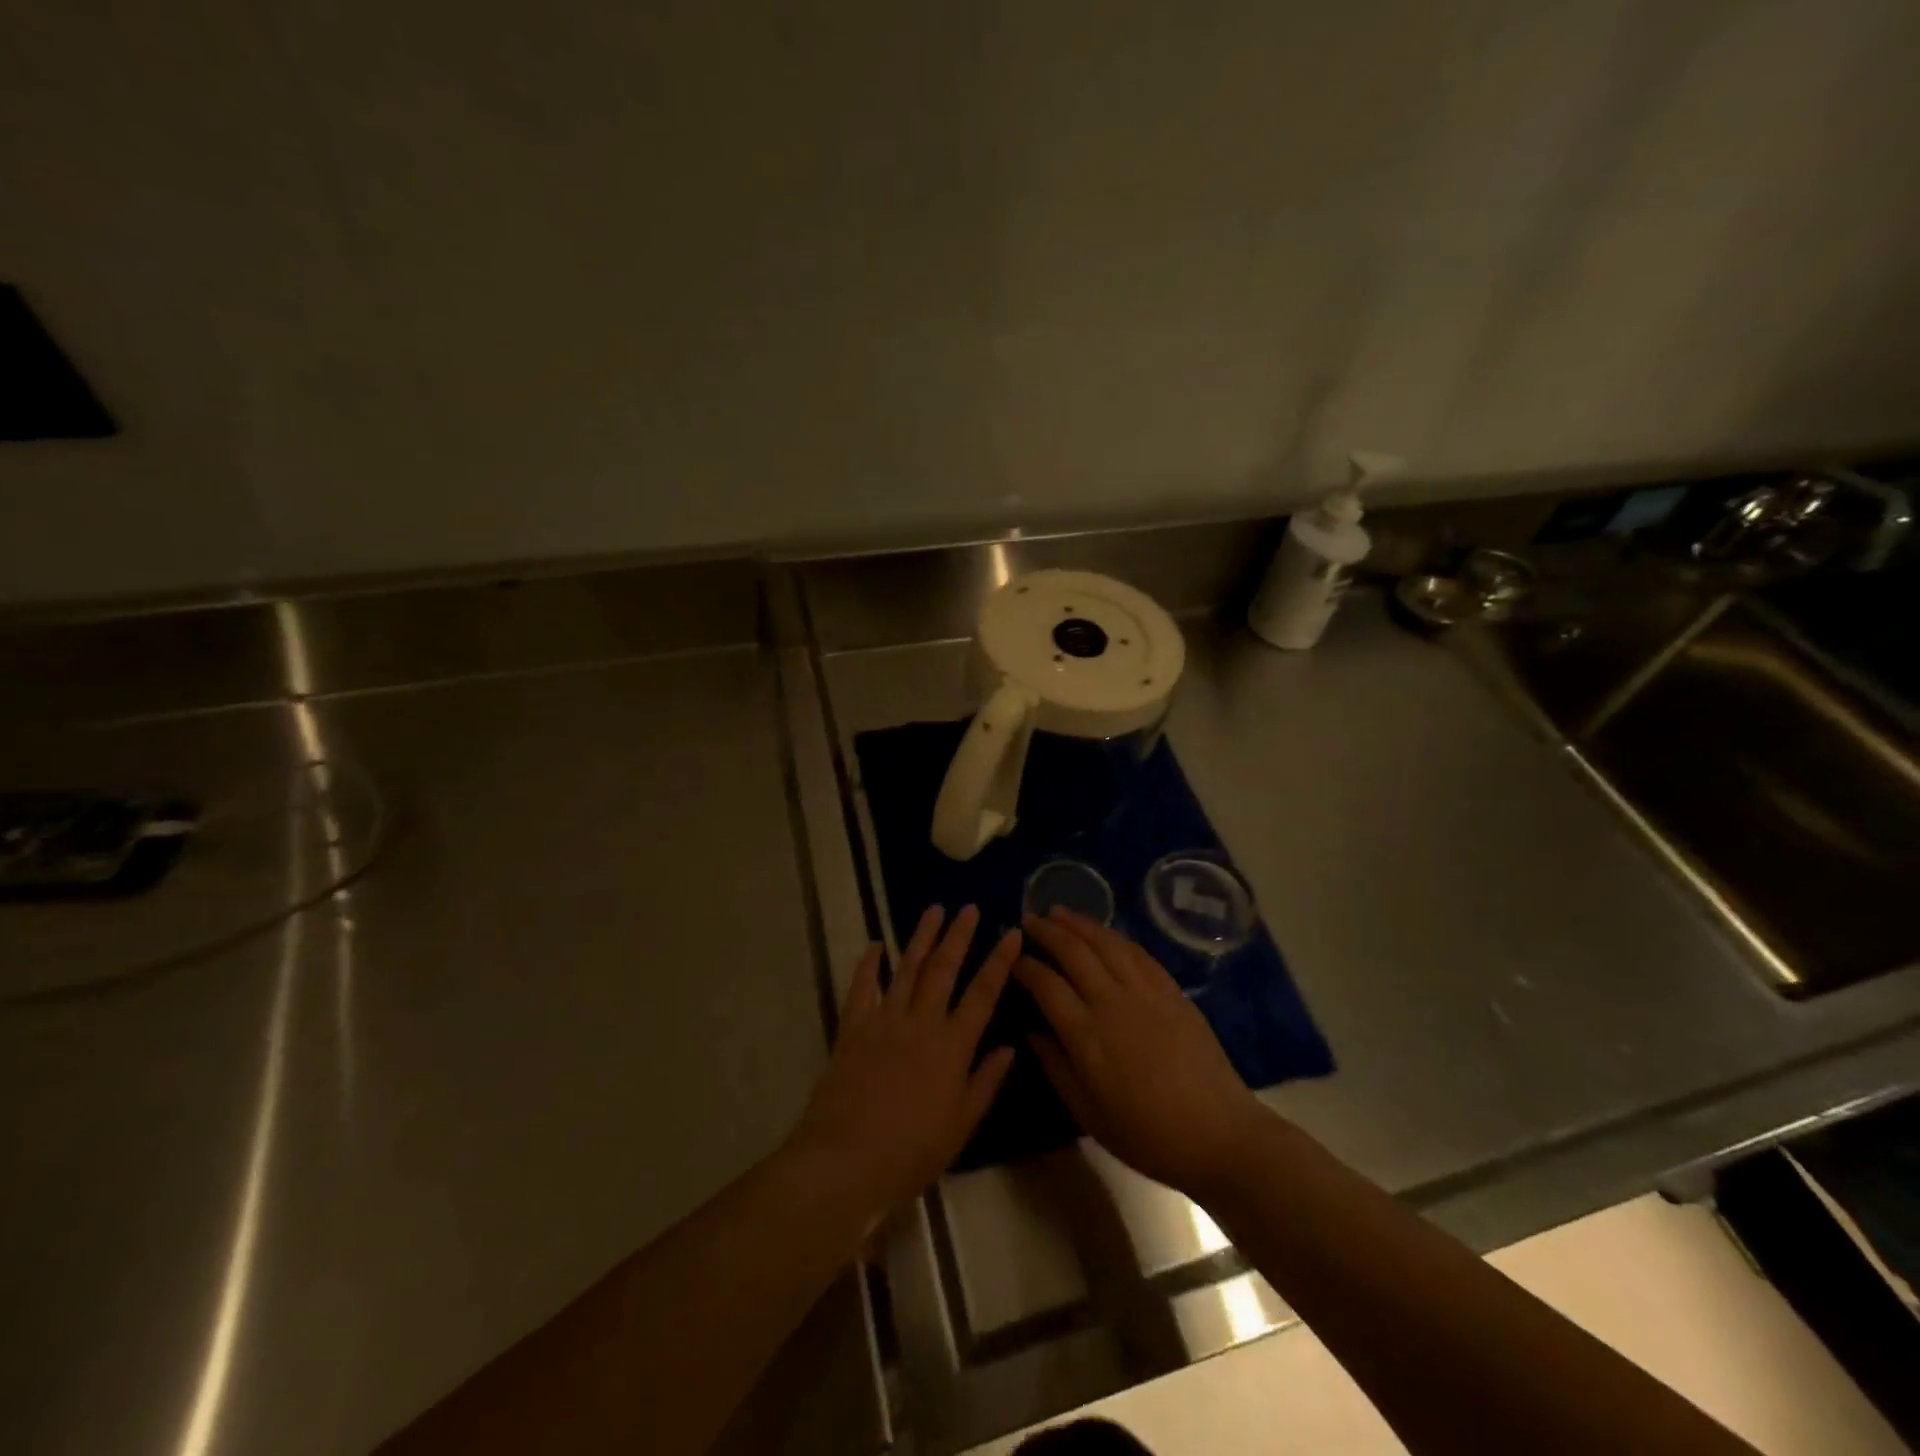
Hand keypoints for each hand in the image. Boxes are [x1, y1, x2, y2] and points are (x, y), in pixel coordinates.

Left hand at [786, 905, 1018, 1222]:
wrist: (845, 1160)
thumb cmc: (911, 1152)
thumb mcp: (960, 1126)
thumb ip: (985, 1082)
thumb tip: (1010, 1047)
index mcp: (952, 1046)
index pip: (983, 993)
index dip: (999, 961)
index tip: (1012, 934)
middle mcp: (921, 1022)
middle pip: (944, 968)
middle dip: (959, 935)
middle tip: (969, 908)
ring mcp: (884, 1020)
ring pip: (907, 968)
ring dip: (921, 937)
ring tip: (934, 910)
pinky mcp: (853, 1027)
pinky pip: (862, 986)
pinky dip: (868, 963)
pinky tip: (876, 945)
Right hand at [1017, 908, 1269, 1196]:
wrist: (1218, 1134)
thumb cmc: (1147, 1134)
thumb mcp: (1089, 1114)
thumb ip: (1056, 1067)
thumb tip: (1031, 1032)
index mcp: (1086, 1035)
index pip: (1046, 985)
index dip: (1026, 966)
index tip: (1012, 958)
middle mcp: (1111, 1002)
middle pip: (1073, 953)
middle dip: (1047, 932)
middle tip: (1029, 919)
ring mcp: (1145, 992)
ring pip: (1106, 943)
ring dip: (1079, 924)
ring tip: (1060, 912)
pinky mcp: (1171, 990)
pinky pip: (1138, 953)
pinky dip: (1115, 937)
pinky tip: (1104, 932)